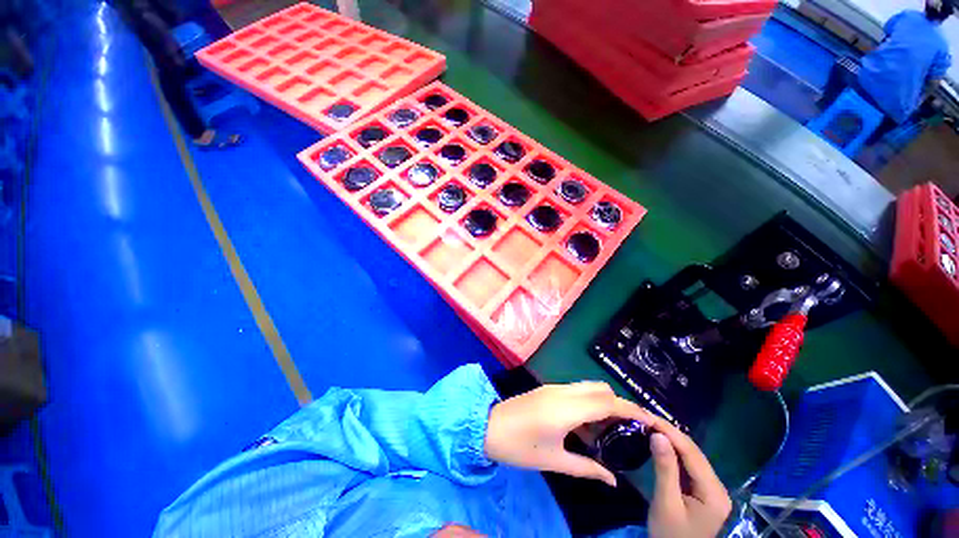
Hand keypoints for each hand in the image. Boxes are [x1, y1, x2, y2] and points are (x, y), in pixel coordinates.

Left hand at [484, 381, 651, 485]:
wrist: (488, 426)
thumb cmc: (519, 447)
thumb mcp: (554, 460)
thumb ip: (586, 468)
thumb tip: (613, 481)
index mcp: (566, 409)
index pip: (607, 403)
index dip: (631, 410)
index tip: (650, 421)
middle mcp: (562, 392)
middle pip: (601, 388)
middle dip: (620, 404)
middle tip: (630, 428)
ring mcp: (554, 387)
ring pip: (588, 386)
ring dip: (604, 401)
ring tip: (612, 428)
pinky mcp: (548, 389)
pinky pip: (576, 389)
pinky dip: (590, 400)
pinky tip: (589, 422)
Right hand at [646, 418, 731, 537]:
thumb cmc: (670, 535)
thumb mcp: (666, 503)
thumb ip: (665, 469)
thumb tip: (658, 434)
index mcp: (714, 492)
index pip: (692, 453)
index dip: (671, 432)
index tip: (648, 417)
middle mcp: (717, 487)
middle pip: (694, 453)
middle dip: (671, 433)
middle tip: (646, 418)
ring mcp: (711, 489)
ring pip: (691, 457)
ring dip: (671, 440)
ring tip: (650, 425)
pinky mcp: (702, 491)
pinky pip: (688, 466)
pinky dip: (673, 452)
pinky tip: (660, 443)